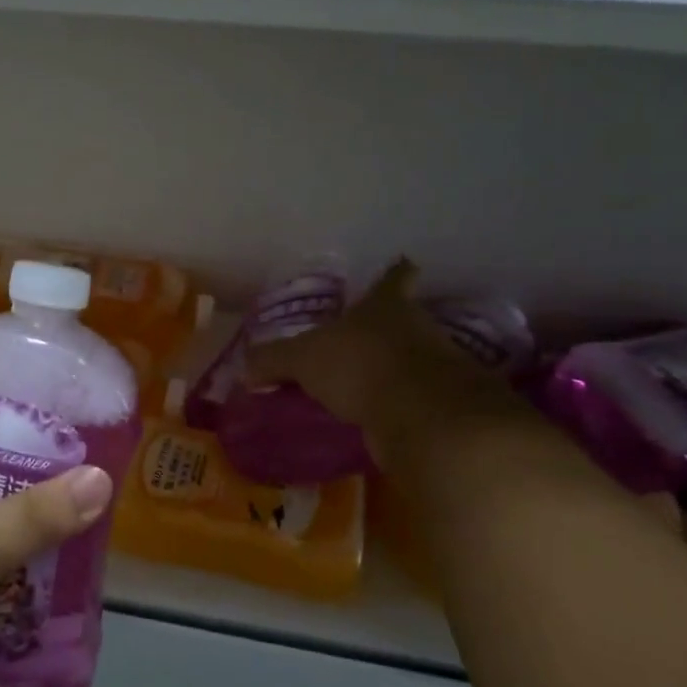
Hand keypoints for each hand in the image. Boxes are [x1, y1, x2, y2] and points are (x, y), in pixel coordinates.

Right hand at [245, 260, 534, 459]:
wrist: (422, 416)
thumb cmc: (360, 364)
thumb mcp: (302, 359)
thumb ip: (273, 360)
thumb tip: (245, 368)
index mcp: (386, 304)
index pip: (394, 277)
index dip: (395, 273)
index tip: (403, 267)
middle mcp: (417, 327)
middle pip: (405, 320)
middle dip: (385, 330)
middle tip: (357, 342)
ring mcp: (436, 366)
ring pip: (411, 360)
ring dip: (391, 370)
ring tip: (361, 386)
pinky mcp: (441, 406)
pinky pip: (412, 400)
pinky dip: (396, 407)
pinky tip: (374, 419)